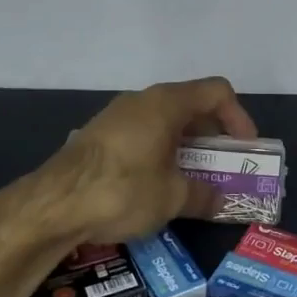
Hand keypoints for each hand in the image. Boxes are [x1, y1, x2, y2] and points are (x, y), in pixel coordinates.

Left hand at [27, 77, 258, 247]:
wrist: (53, 205)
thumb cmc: (123, 190)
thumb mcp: (172, 198)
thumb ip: (203, 195)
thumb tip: (219, 200)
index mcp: (167, 103)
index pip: (217, 92)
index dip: (238, 117)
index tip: (243, 150)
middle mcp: (143, 101)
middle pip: (191, 105)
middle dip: (213, 136)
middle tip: (223, 167)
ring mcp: (117, 117)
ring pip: (165, 122)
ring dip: (186, 146)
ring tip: (194, 179)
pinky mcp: (99, 137)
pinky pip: (143, 135)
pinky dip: (161, 152)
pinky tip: (158, 184)